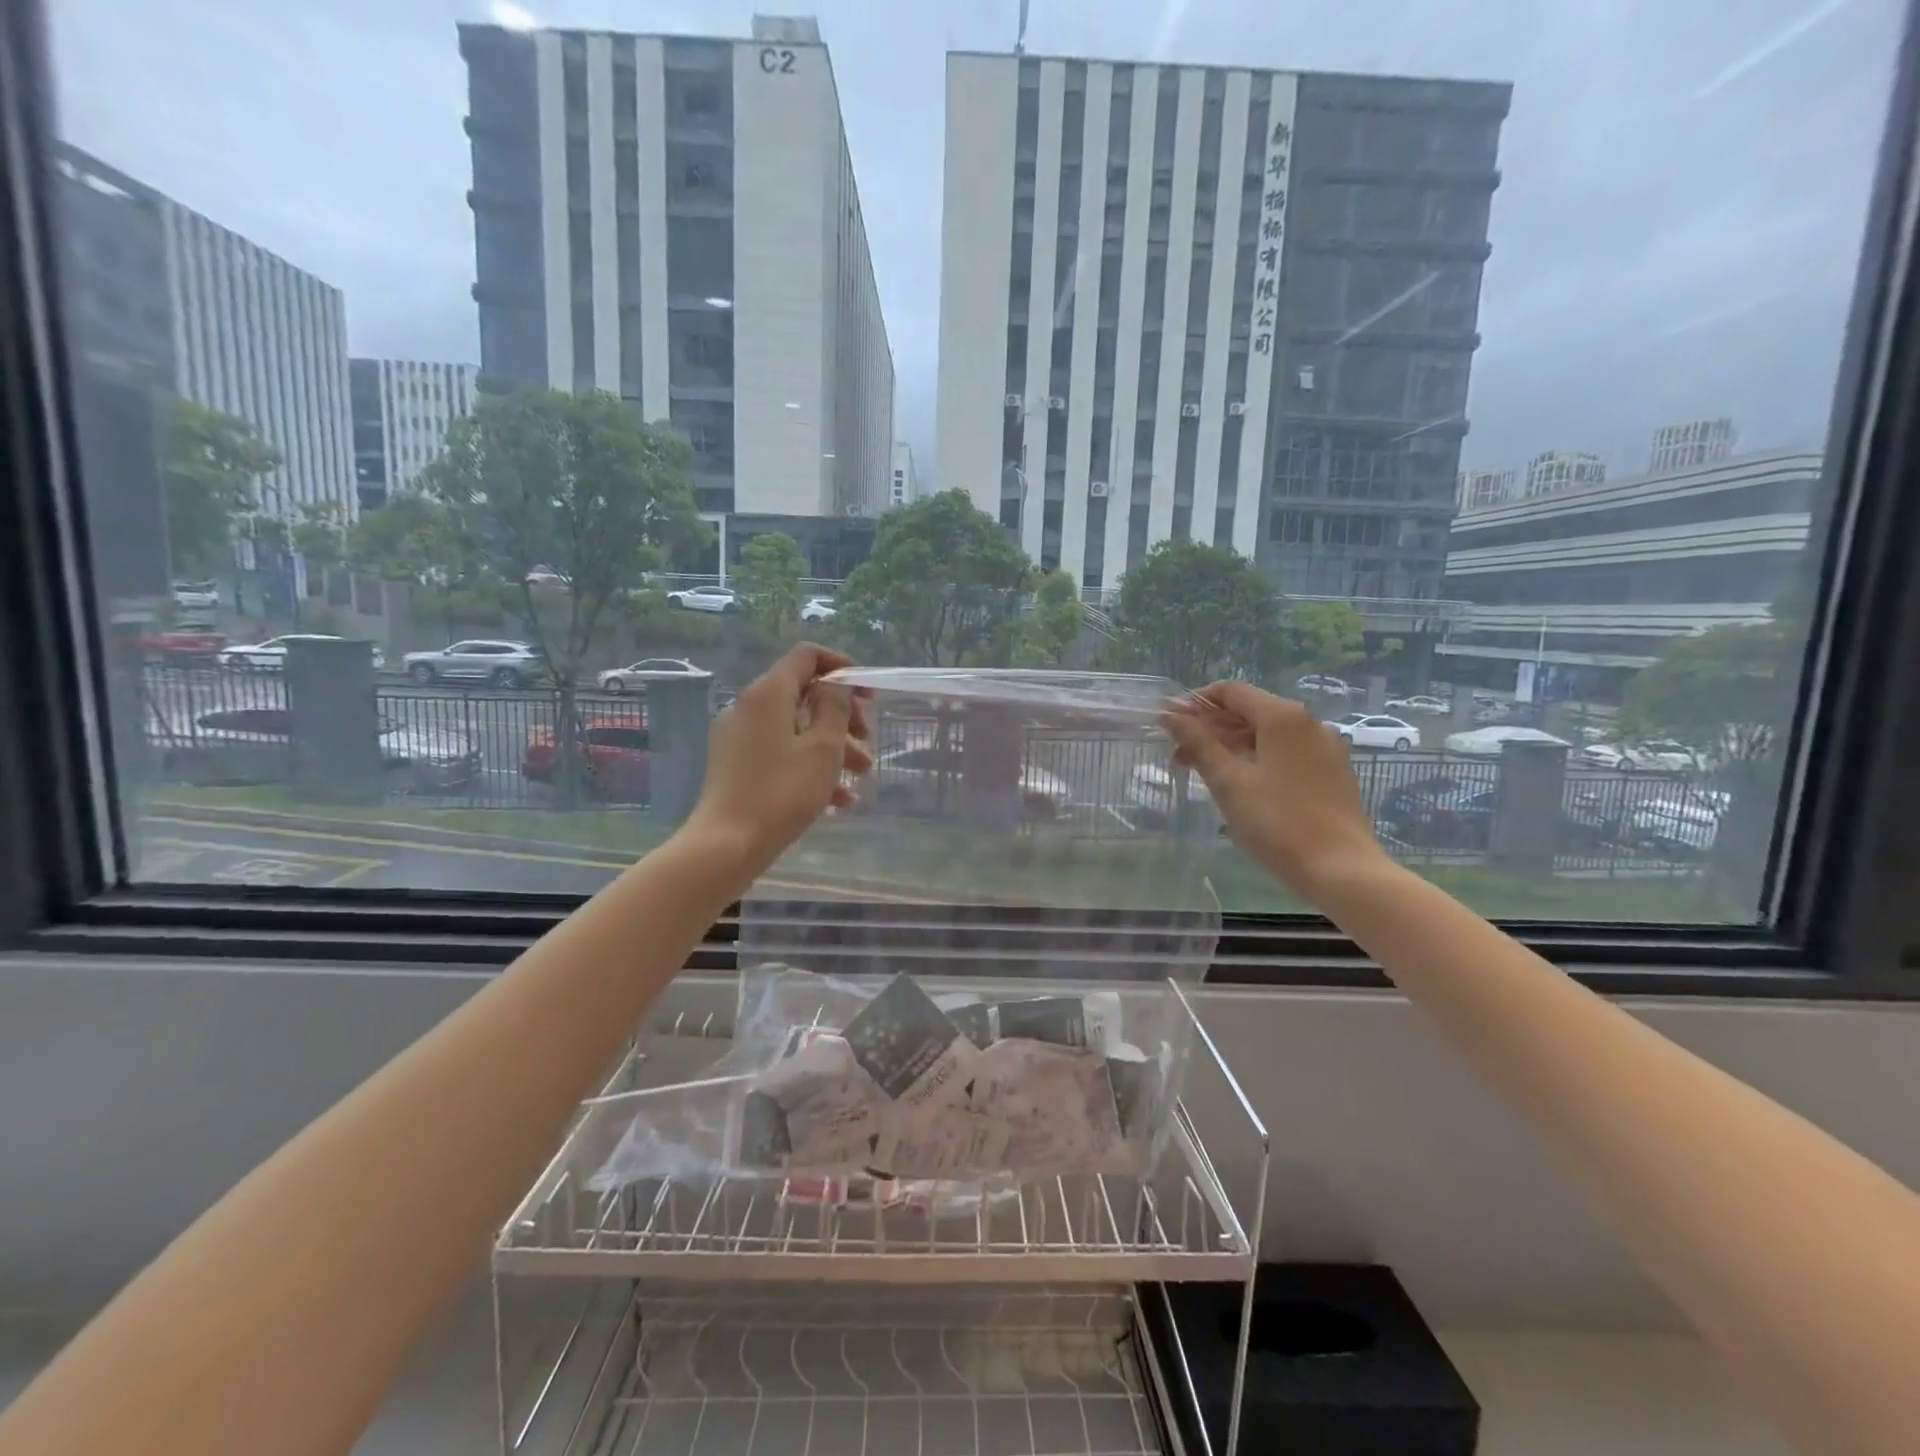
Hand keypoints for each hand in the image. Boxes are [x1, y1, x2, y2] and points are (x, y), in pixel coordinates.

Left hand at [687, 644, 871, 876]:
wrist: (727, 845)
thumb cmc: (782, 793)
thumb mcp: (823, 748)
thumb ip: (835, 707)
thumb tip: (836, 684)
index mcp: (768, 694)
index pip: (807, 656)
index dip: (841, 668)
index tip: (868, 695)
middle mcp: (749, 707)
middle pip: (804, 693)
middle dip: (843, 714)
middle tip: (867, 738)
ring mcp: (740, 738)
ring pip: (796, 727)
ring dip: (833, 744)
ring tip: (862, 772)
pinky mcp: (737, 765)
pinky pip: (781, 753)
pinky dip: (810, 765)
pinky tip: (839, 800)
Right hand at [1163, 681, 1389, 896]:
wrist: (1341, 870)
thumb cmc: (1277, 823)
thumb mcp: (1229, 782)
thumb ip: (1198, 743)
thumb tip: (1170, 714)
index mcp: (1283, 717)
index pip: (1230, 691)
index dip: (1195, 703)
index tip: (1168, 725)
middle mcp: (1308, 722)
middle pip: (1249, 711)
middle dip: (1210, 728)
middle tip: (1178, 755)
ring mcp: (1325, 748)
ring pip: (1267, 734)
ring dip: (1231, 745)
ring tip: (1203, 772)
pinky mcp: (1332, 772)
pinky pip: (1286, 752)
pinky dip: (1257, 758)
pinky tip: (1240, 784)